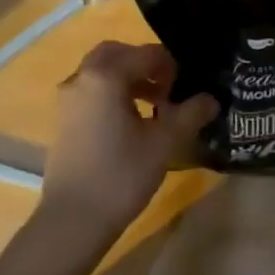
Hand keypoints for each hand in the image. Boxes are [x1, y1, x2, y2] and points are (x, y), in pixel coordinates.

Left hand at [40, 42, 216, 244]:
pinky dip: (112, 94)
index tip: (187, 85)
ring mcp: (68, 99)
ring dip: (128, 79)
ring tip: (155, 106)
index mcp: (105, 76)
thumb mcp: (164, 144)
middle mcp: (82, 78)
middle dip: (144, 64)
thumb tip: (211, 99)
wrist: (73, 220)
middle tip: (168, 86)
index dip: (170, 65)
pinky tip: (131, 123)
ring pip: (101, 73)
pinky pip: (91, 91)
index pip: (145, 54)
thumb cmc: (121, 175)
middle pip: (116, 54)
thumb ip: (189, 114)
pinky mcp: (64, 120)